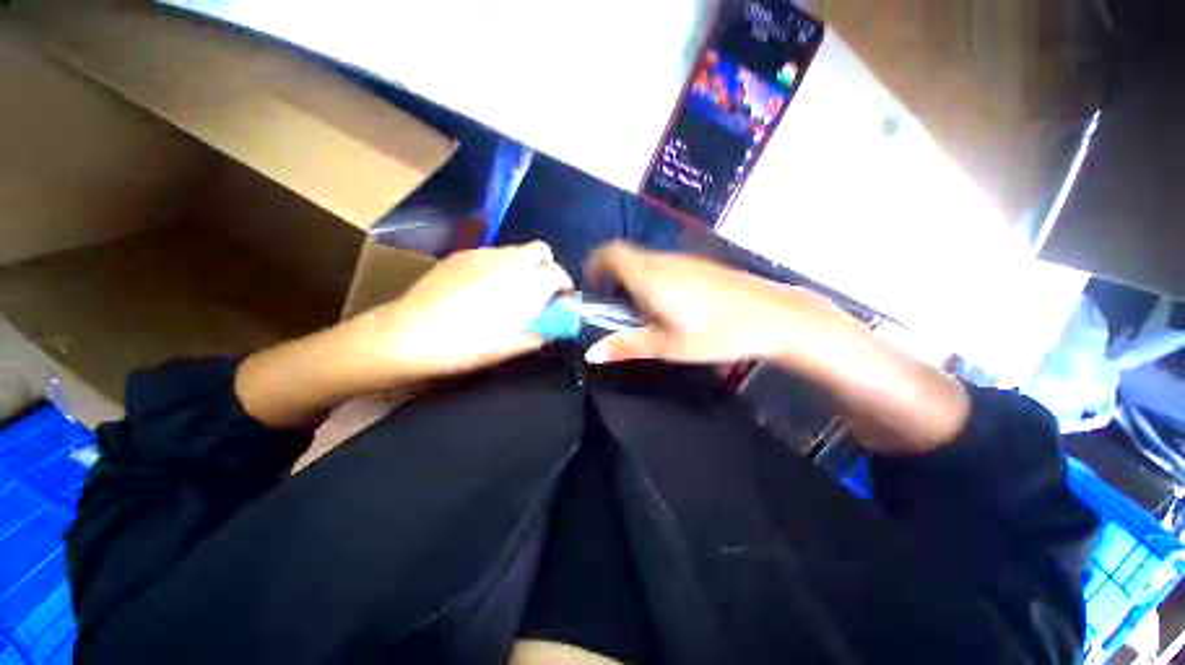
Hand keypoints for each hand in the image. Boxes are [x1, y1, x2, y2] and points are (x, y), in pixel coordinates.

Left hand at [356, 241, 573, 386]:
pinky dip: (497, 266)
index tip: (559, 300)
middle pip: (541, 249)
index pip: (559, 272)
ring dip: (520, 266)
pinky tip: (479, 288)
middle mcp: (511, 261)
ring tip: (505, 291)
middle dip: (545, 267)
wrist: (411, 334)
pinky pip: (490, 254)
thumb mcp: (513, 347)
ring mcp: (484, 253)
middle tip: (536, 291)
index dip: (563, 285)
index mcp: (529, 284)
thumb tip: (553, 326)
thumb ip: (542, 332)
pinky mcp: (461, 254)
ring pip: (514, 251)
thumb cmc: (469, 345)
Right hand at [583, 242, 841, 366]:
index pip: (612, 253)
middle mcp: (664, 261)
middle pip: (626, 257)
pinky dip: (653, 279)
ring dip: (634, 279)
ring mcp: (685, 260)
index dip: (595, 263)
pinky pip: (664, 265)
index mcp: (651, 277)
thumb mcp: (669, 346)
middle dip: (613, 277)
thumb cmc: (718, 333)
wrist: (774, 316)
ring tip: (642, 311)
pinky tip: (670, 305)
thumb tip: (590, 353)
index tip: (592, 287)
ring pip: (646, 261)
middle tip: (615, 308)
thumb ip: (627, 345)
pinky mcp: (701, 265)